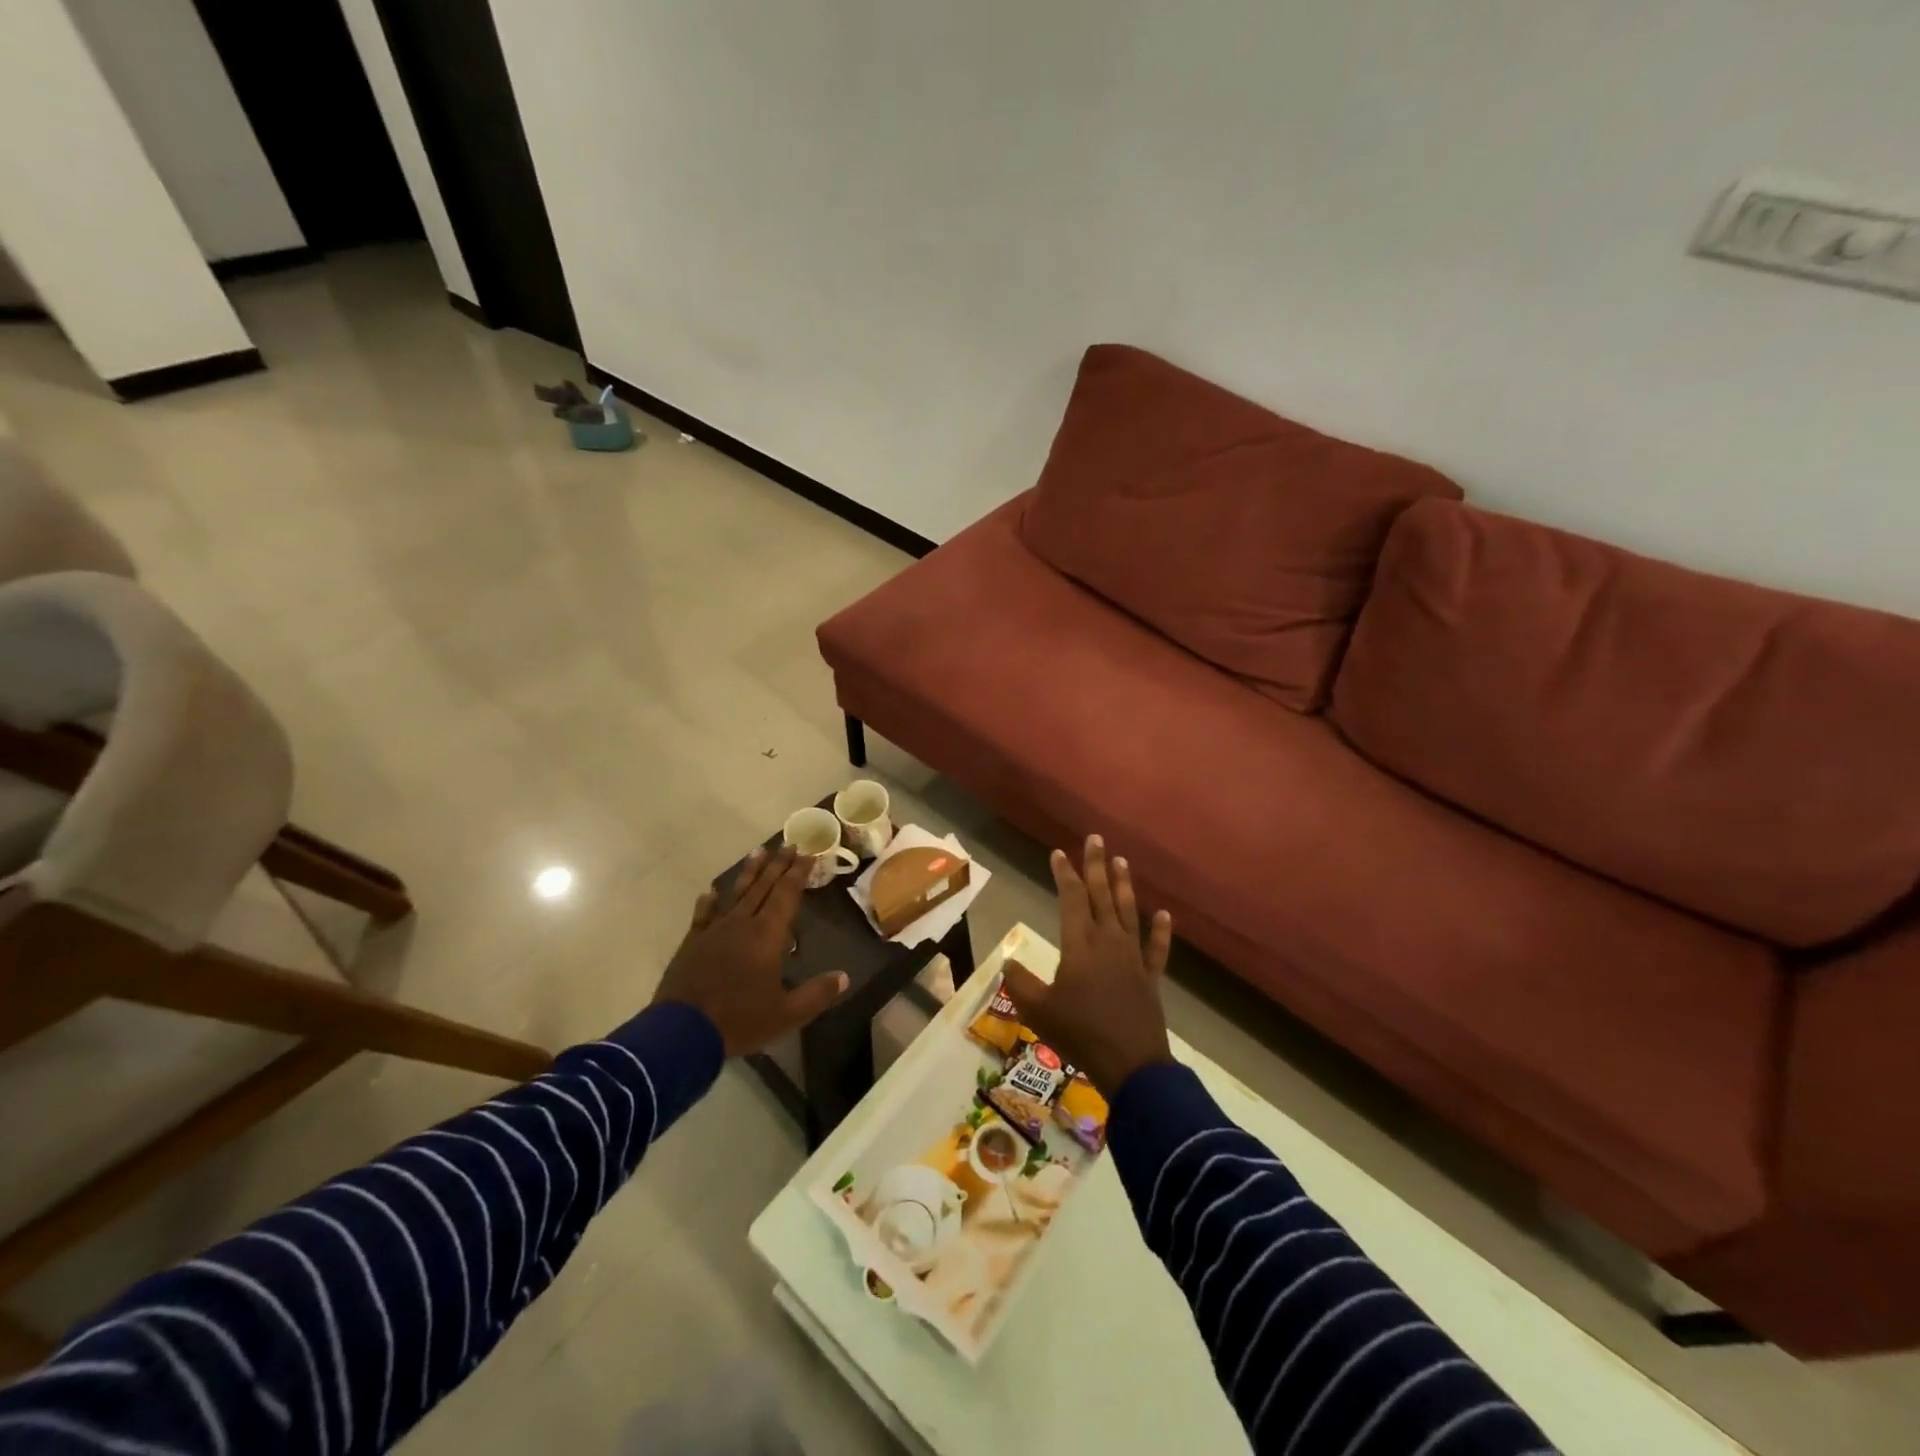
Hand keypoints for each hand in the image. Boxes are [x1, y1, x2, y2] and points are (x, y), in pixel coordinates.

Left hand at [652, 845, 849, 1056]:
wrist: (682, 1032)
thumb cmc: (739, 1020)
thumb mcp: (786, 1014)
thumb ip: (816, 994)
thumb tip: (845, 977)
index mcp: (767, 936)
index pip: (787, 895)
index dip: (798, 874)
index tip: (807, 854)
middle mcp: (742, 924)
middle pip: (763, 887)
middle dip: (778, 865)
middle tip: (789, 844)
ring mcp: (714, 931)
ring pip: (735, 894)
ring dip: (748, 873)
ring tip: (757, 851)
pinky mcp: (692, 943)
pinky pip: (703, 915)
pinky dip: (709, 902)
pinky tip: (710, 891)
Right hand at [999, 835, 1174, 1096]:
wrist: (1131, 1064)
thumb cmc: (1080, 1034)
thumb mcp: (1038, 1010)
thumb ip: (1020, 983)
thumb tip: (1007, 962)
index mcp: (1079, 945)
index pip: (1072, 899)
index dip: (1065, 874)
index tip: (1058, 853)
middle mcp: (1108, 942)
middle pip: (1101, 896)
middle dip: (1096, 866)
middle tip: (1096, 838)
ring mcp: (1133, 958)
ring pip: (1128, 913)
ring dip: (1124, 886)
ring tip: (1122, 861)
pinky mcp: (1150, 978)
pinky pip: (1157, 949)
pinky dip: (1160, 932)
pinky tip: (1163, 914)